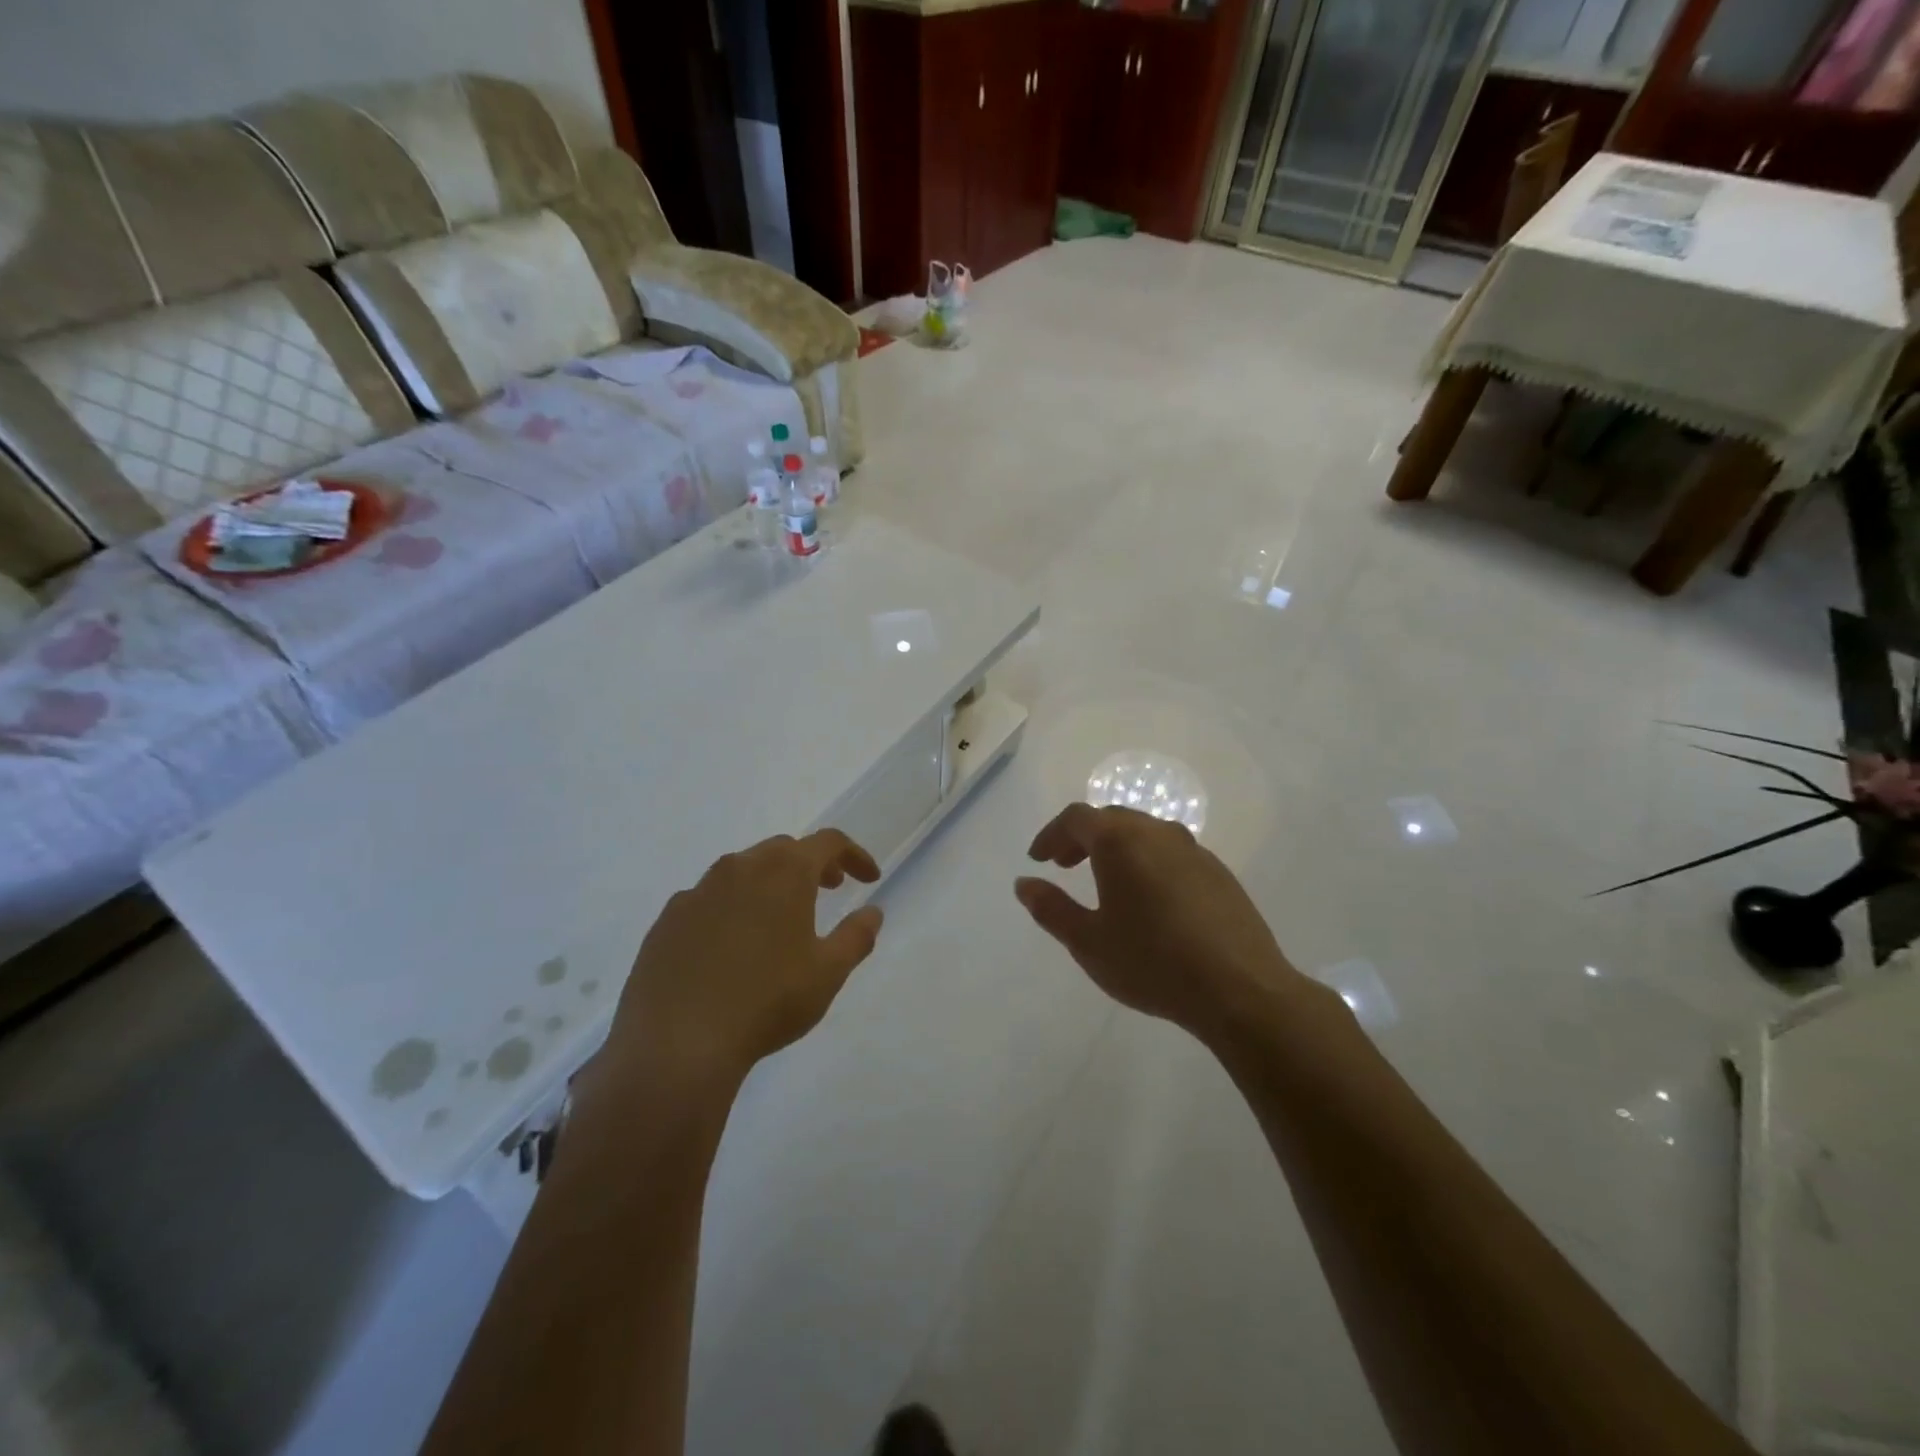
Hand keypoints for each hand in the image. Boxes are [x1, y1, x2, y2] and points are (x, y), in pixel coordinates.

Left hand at [593, 830, 885, 1096]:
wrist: (677, 1044)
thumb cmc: (767, 1002)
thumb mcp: (828, 973)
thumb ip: (856, 936)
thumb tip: (872, 912)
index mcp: (784, 872)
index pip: (828, 843)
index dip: (854, 855)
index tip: (869, 879)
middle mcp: (739, 868)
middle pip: (783, 849)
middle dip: (811, 864)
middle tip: (829, 890)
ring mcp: (697, 892)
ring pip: (742, 869)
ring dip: (769, 881)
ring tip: (780, 917)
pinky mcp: (667, 920)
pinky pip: (708, 898)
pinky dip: (731, 906)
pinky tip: (731, 944)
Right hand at [1015, 803, 1302, 1042]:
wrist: (1240, 989)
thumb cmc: (1152, 963)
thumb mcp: (1088, 942)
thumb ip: (1051, 908)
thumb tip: (1024, 884)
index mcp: (1120, 841)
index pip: (1077, 818)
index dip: (1052, 835)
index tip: (1039, 859)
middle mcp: (1157, 832)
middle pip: (1111, 818)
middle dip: (1082, 837)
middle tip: (1066, 865)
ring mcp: (1193, 849)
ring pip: (1144, 832)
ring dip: (1117, 847)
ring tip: (1106, 881)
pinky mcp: (1218, 871)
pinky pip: (1171, 852)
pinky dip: (1148, 861)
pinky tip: (1150, 899)